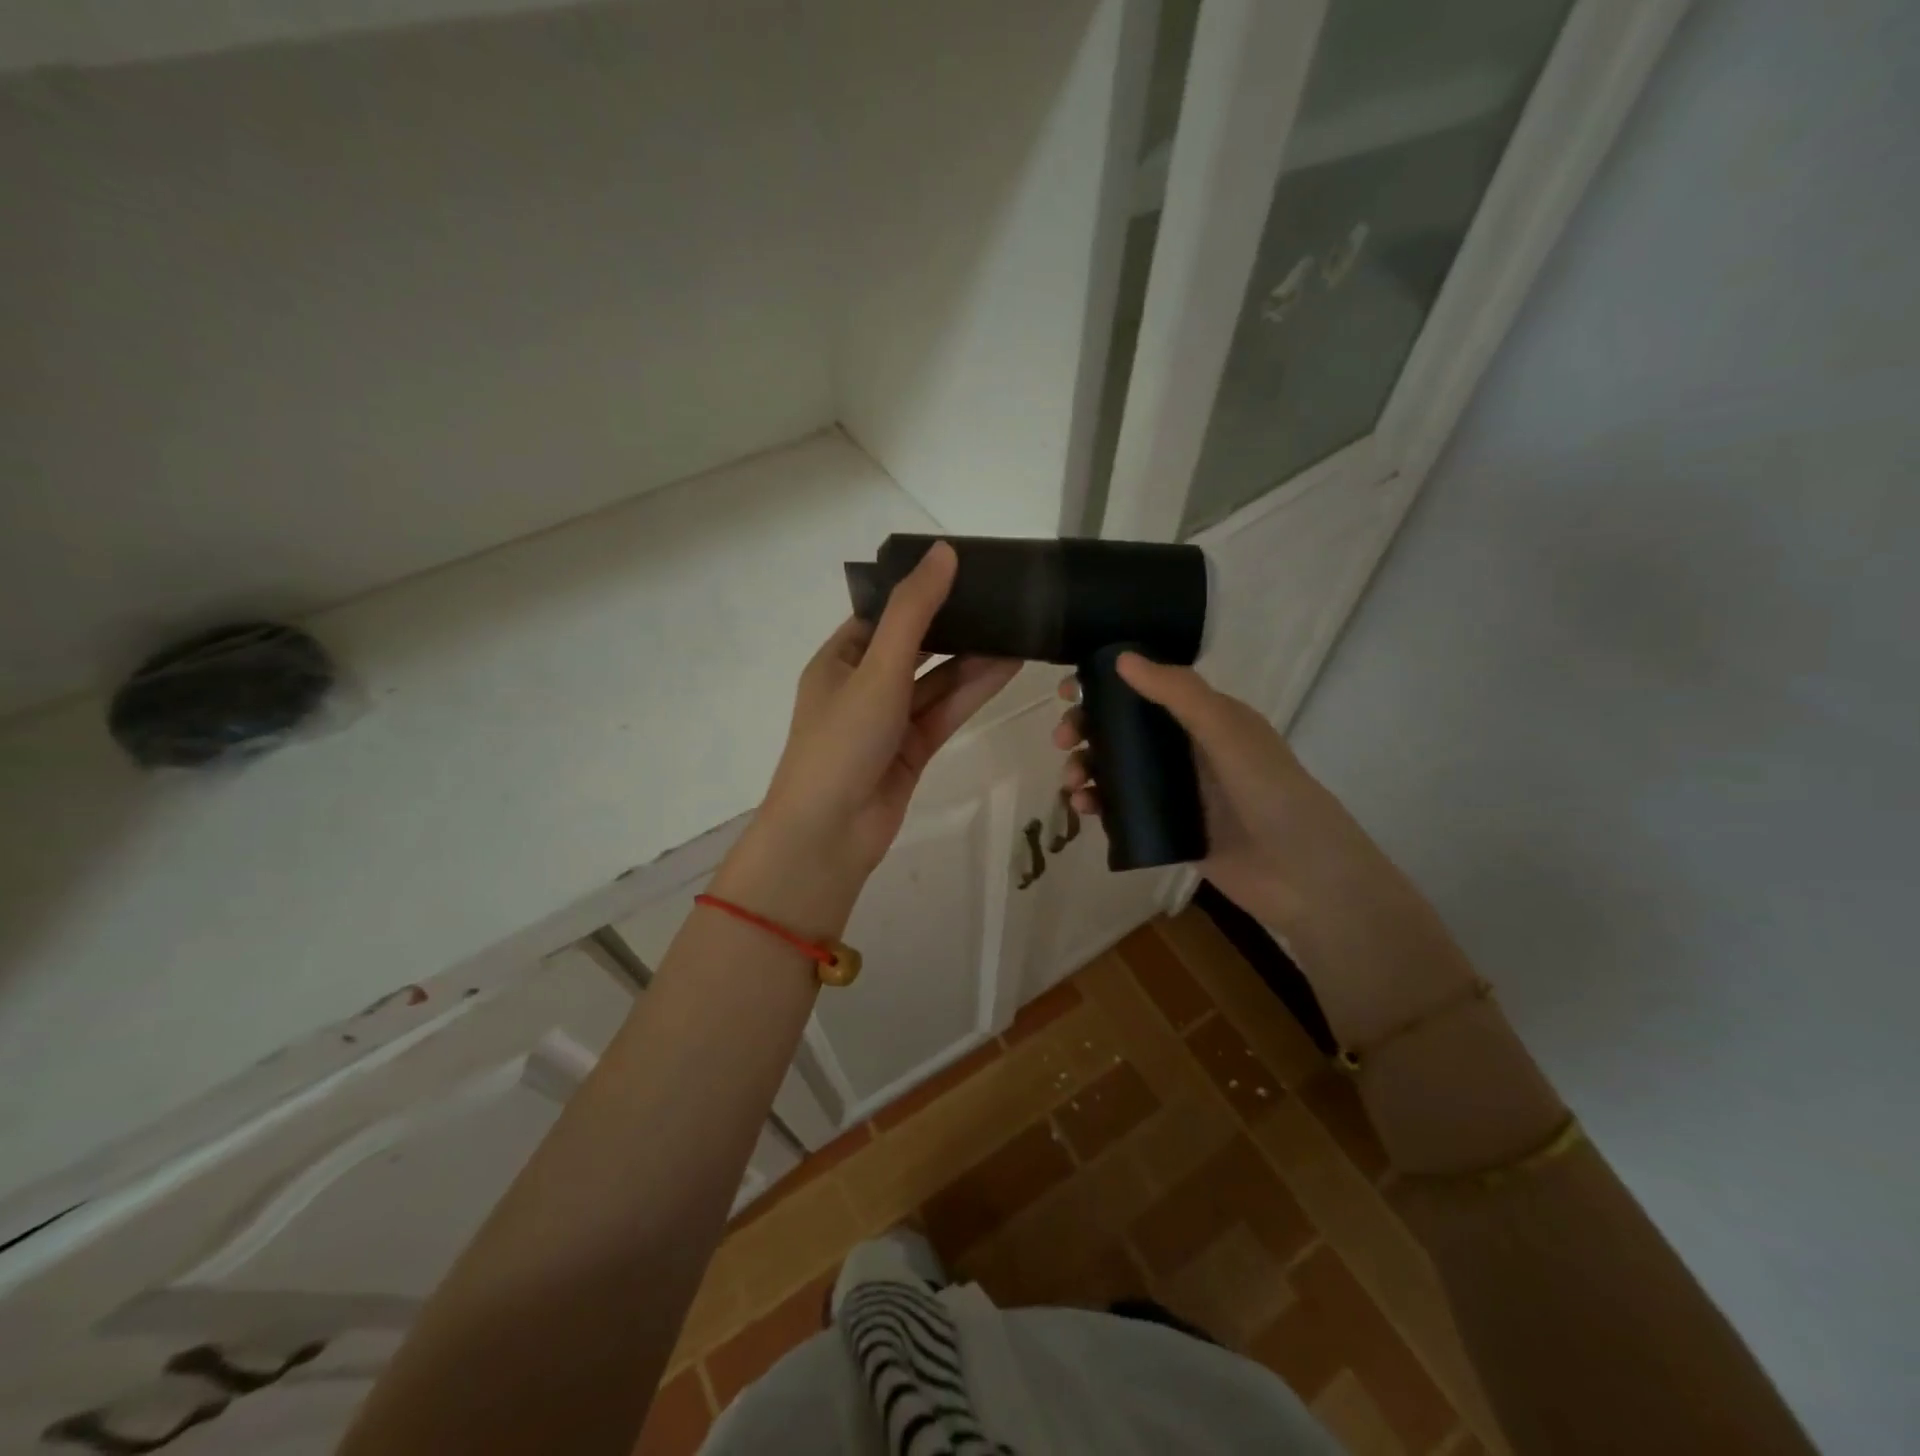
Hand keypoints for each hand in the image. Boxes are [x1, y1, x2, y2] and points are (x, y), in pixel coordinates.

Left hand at [723, 542, 1018, 931]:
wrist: (829, 833)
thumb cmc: (842, 741)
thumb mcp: (876, 668)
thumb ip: (913, 612)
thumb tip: (944, 552)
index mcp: (839, 659)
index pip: (884, 614)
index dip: (921, 591)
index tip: (965, 569)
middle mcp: (863, 685)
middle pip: (916, 646)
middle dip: (955, 625)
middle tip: (1002, 597)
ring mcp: (889, 720)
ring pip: (936, 681)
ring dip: (972, 659)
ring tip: (1019, 628)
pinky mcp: (913, 750)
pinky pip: (946, 712)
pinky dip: (973, 691)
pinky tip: (1008, 667)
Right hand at [1053, 654, 1335, 924]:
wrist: (1301, 875)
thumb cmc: (1270, 791)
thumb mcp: (1227, 732)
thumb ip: (1179, 694)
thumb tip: (1122, 657)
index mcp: (1203, 717)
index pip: (1145, 689)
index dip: (1104, 684)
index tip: (1068, 690)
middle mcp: (1185, 748)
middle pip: (1121, 728)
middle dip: (1086, 728)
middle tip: (1062, 740)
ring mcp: (1174, 789)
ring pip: (1115, 768)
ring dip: (1086, 767)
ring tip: (1073, 783)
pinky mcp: (1165, 826)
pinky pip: (1120, 807)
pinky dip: (1097, 803)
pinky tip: (1084, 808)